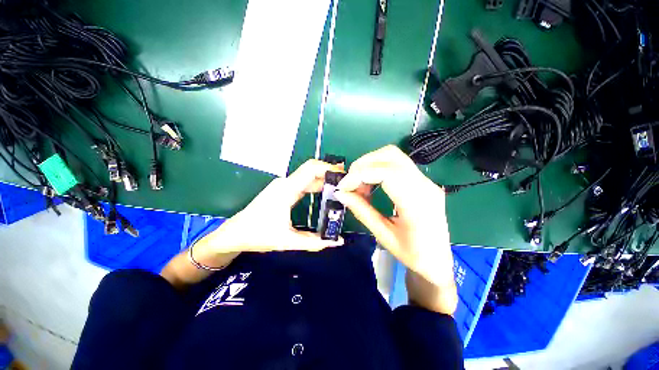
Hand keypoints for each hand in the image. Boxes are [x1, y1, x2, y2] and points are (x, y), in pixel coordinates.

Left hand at [208, 159, 344, 252]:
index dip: (329, 168)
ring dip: (324, 180)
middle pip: (312, 170)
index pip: (311, 169)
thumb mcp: (288, 241)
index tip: (344, 177)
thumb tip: (338, 242)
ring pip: (308, 176)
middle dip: (330, 174)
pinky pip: (303, 183)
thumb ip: (314, 242)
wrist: (234, 234)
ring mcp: (284, 185)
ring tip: (341, 188)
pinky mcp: (283, 190)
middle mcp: (286, 183)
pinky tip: (326, 192)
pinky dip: (316, 185)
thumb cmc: (258, 235)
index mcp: (287, 190)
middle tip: (347, 184)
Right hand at [334, 145, 456, 312]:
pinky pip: (397, 164)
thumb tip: (341, 193)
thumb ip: (361, 211)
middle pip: (391, 156)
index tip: (343, 187)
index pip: (387, 173)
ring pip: (394, 155)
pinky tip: (371, 184)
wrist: (438, 260)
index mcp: (418, 204)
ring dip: (370, 164)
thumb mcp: (383, 235)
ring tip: (359, 184)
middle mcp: (425, 185)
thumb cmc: (413, 255)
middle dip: (363, 165)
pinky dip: (378, 168)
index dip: (360, 175)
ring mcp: (426, 181)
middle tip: (350, 183)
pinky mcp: (422, 181)